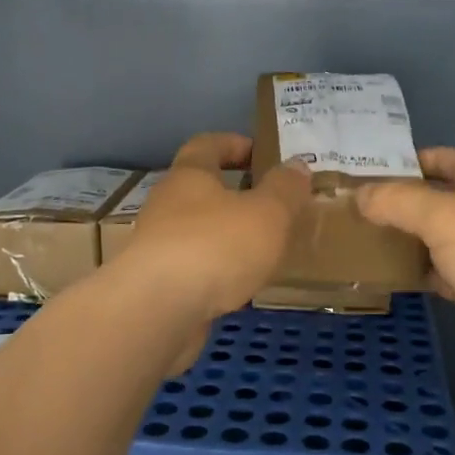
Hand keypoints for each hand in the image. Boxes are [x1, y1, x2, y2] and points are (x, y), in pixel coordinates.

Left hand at [126, 133, 309, 320]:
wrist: (157, 311)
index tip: (261, 153)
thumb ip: (284, 188)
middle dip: (234, 193)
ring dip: (226, 235)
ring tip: (263, 248)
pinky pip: (194, 267)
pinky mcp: (157, 285)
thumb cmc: (214, 246)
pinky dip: (217, 271)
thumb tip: (297, 165)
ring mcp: (158, 246)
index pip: (207, 145)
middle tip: (273, 205)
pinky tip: (241, 286)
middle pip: (200, 189)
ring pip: (197, 231)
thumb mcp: (266, 213)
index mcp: (189, 176)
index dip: (234, 143)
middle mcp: (167, 205)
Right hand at [357, 148, 454, 392]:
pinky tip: (385, 277)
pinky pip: (439, 279)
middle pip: (441, 203)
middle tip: (354, 205)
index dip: (420, 158)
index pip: (454, 161)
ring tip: (359, 238)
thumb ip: (400, 202)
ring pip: (437, 242)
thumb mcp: (449, 218)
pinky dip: (414, 275)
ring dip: (405, 239)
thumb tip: (359, 195)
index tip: (376, 166)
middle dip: (403, 201)